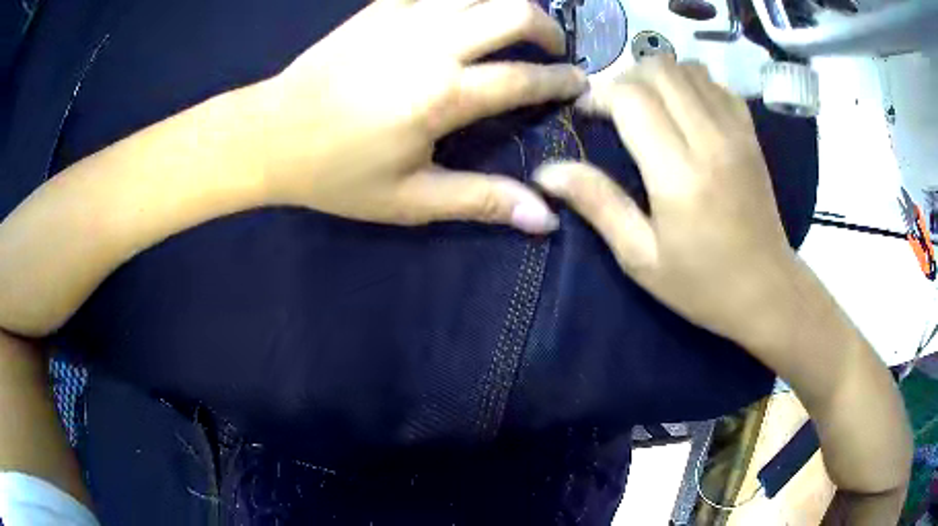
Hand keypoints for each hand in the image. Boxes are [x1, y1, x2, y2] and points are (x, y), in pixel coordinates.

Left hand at [252, 0, 586, 232]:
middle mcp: (431, 45)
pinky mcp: (378, 8)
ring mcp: (403, 18)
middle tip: (552, 47)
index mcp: (442, 96)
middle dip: (546, 27)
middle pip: (513, 12)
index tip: (579, 84)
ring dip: (508, 0)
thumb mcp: (411, 201)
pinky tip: (463, 7)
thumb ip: (482, 201)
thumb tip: (546, 220)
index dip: (562, 80)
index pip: (525, 79)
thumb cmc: (336, 173)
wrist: (271, 136)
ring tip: (514, 21)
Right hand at [533, 57, 798, 350]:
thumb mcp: (640, 258)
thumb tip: (547, 171)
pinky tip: (683, 109)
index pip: (631, 97)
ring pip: (686, 67)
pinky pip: (715, 83)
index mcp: (679, 175)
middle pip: (658, 69)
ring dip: (657, 77)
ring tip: (647, 107)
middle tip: (615, 110)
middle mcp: (710, 140)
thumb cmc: (701, 284)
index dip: (599, 95)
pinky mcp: (750, 134)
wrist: (766, 290)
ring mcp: (736, 132)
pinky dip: (690, 83)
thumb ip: (598, 204)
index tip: (587, 114)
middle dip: (625, 79)